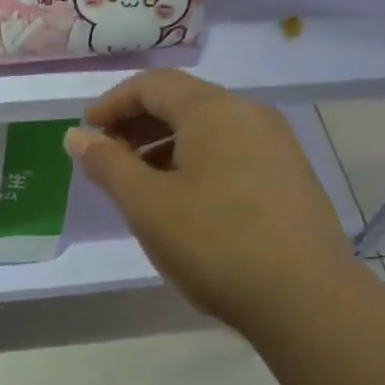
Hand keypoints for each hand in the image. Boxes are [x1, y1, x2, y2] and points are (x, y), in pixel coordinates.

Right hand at [65, 71, 359, 338]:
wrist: (307, 300)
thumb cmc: (216, 244)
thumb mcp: (147, 205)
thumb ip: (108, 165)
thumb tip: (76, 136)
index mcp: (214, 110)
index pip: (153, 84)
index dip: (112, 103)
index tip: (85, 132)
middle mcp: (250, 115)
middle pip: (182, 102)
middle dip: (137, 125)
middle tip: (107, 159)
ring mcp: (277, 145)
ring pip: (208, 130)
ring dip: (165, 146)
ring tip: (140, 185)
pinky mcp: (290, 176)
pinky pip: (231, 152)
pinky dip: (196, 163)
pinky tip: (184, 202)